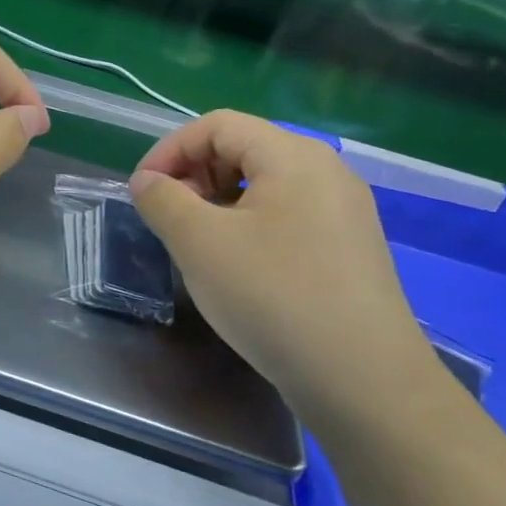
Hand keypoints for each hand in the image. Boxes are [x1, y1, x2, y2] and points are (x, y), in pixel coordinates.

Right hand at [129, 111, 430, 418]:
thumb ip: (162, 199)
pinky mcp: (349, 247)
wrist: (363, 381)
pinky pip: (286, 213)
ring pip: (264, 183)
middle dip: (194, 172)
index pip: (217, 125)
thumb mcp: (199, 243)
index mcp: (293, 156)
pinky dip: (248, 222)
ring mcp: (343, 210)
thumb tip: (147, 181)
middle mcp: (326, 171)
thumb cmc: (273, 296)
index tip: (141, 191)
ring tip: (195, 240)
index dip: (170, 149)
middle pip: (243, 148)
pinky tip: (236, 263)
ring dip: (217, 199)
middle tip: (167, 215)